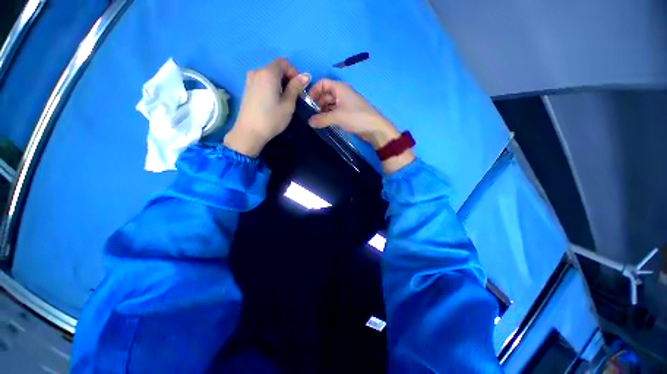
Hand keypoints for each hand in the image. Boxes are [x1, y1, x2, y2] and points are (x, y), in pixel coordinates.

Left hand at [224, 58, 309, 156]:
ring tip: (285, 99)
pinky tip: (274, 101)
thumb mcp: (288, 104)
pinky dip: (271, 86)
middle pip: (276, 68)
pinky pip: (263, 81)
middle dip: (288, 78)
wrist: (249, 132)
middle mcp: (257, 72)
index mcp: (268, 73)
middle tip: (295, 95)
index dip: (294, 72)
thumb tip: (306, 75)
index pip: (284, 62)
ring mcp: (250, 80)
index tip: (300, 88)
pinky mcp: (247, 88)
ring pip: (269, 75)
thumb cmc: (272, 119)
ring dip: (280, 83)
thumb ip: (296, 87)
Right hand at [308, 79, 413, 172]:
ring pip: (330, 104)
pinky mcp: (348, 113)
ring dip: (323, 111)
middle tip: (311, 115)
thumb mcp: (337, 117)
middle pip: (325, 94)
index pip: (322, 83)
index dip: (313, 91)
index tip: (307, 103)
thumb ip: (321, 119)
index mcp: (340, 88)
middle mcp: (342, 93)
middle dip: (317, 103)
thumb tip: (309, 122)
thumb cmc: (356, 117)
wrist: (374, 128)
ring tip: (317, 121)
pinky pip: (335, 111)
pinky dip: (329, 116)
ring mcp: (346, 103)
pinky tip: (325, 123)